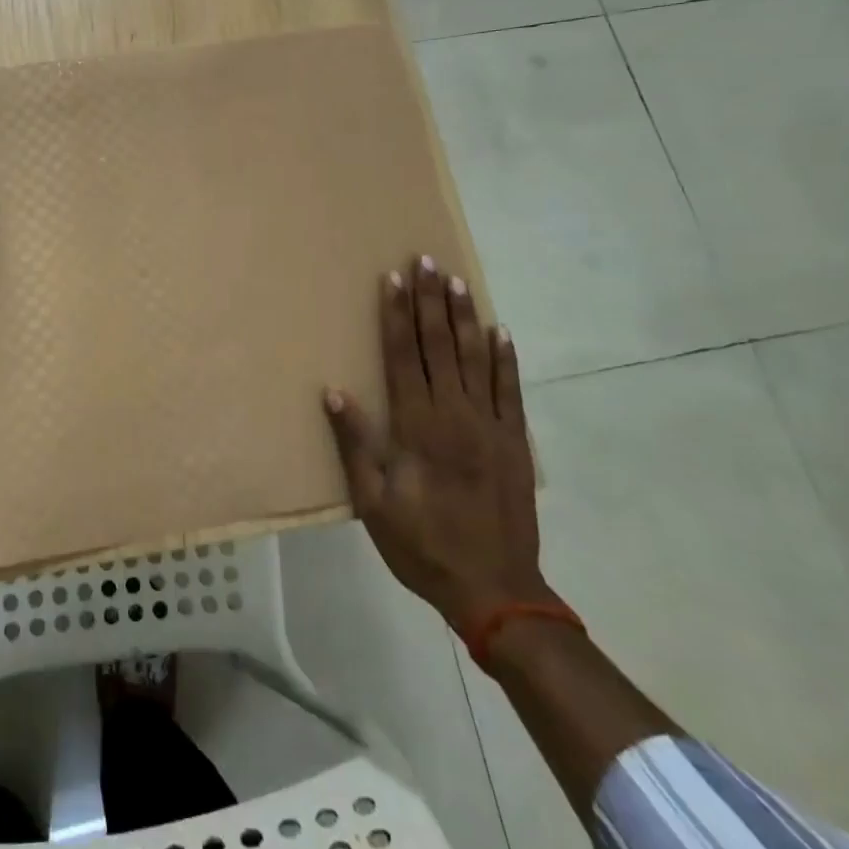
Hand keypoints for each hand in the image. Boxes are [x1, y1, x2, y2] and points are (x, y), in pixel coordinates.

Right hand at [323, 257, 556, 637]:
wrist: (496, 589)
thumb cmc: (422, 545)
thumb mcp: (373, 503)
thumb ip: (355, 445)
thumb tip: (334, 392)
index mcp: (416, 426)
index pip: (402, 356)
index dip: (395, 315)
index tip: (393, 278)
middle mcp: (453, 413)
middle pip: (438, 345)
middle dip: (428, 300)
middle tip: (424, 260)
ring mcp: (489, 424)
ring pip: (474, 357)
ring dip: (463, 316)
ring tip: (456, 280)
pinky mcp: (515, 440)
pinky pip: (510, 389)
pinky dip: (505, 357)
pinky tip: (500, 330)